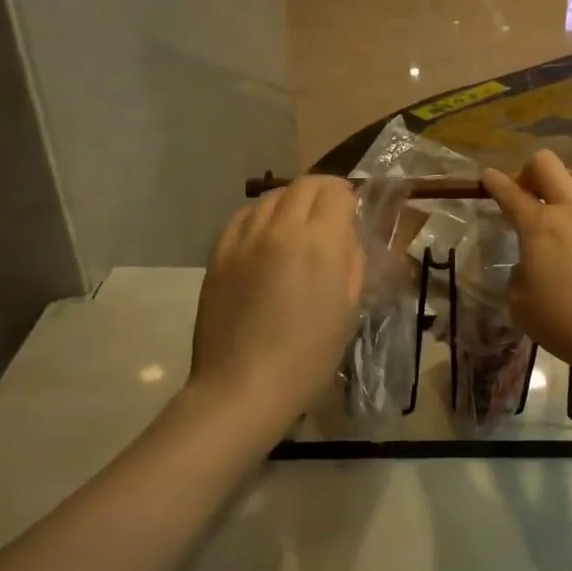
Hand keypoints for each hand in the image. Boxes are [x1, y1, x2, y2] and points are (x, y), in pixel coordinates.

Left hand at [190, 177, 364, 432]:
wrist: (244, 386)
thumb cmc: (309, 355)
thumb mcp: (350, 308)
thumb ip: (353, 260)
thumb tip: (346, 233)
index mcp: (320, 243)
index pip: (336, 190)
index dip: (347, 196)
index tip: (351, 212)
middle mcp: (281, 228)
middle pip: (304, 185)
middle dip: (322, 192)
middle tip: (329, 215)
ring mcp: (245, 238)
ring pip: (271, 196)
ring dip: (291, 202)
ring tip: (296, 227)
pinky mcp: (219, 253)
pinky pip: (243, 217)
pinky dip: (261, 217)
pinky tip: (265, 239)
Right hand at [481, 151, 571, 385]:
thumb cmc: (568, 325)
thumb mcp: (521, 306)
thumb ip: (520, 274)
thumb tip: (533, 262)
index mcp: (539, 226)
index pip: (509, 192)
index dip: (494, 181)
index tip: (488, 176)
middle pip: (547, 164)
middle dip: (530, 170)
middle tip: (529, 191)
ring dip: (570, 181)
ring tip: (570, 200)